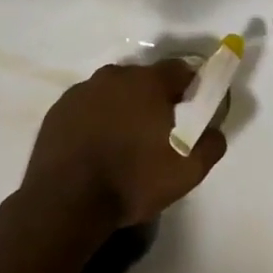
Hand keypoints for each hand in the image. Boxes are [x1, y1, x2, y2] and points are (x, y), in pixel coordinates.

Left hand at [22, 60, 225, 228]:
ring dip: (122, 108)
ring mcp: (82, 90)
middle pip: (144, 79)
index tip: (191, 112)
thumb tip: (213, 129)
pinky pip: (88, 107)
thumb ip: (210, 144)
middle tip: (157, 132)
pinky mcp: (59, 109)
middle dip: (154, 99)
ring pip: (113, 92)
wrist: (65, 203)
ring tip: (123, 144)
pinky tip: (96, 148)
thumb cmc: (132, 181)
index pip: (180, 70)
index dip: (190, 88)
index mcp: (148, 82)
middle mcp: (115, 75)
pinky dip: (96, 120)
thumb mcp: (187, 172)